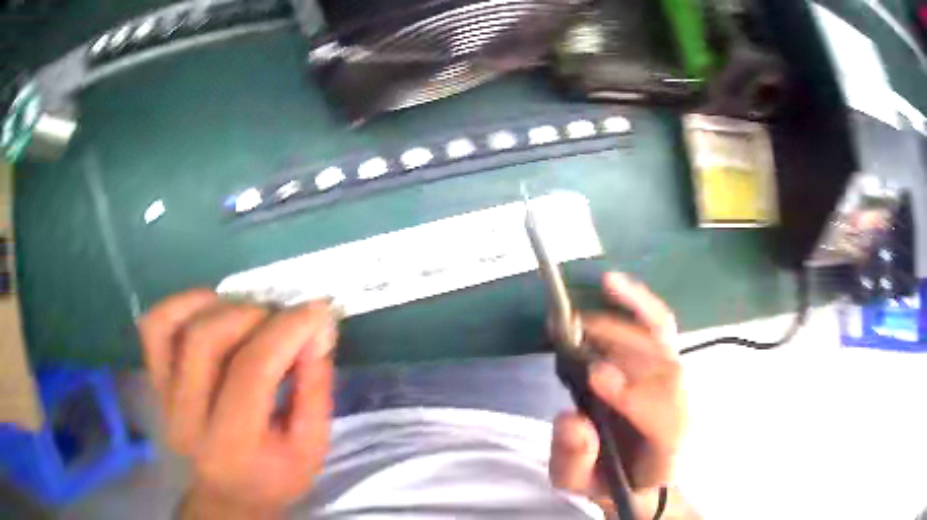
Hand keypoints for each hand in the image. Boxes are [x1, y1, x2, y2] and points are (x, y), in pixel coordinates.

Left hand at [139, 291, 337, 517]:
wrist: (224, 497)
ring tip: (247, 314)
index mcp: (233, 445)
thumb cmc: (272, 478)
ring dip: (216, 305)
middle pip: (206, 339)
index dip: (286, 330)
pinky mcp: (153, 381)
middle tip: (281, 319)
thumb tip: (317, 326)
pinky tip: (210, 311)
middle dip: (253, 315)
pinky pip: (153, 327)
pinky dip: (181, 305)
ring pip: (172, 325)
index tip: (316, 310)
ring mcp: (162, 396)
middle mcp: (186, 418)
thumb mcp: (311, 447)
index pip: (251, 370)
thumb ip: (315, 387)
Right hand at [549, 273, 686, 518]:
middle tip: (570, 332)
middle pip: (665, 367)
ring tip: (579, 312)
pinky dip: (640, 303)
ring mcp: (677, 383)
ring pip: (662, 342)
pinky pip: (659, 327)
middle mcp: (680, 408)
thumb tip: (571, 418)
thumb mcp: (580, 483)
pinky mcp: (666, 365)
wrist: (639, 477)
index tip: (594, 376)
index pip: (664, 418)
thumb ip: (576, 459)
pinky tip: (614, 284)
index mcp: (666, 448)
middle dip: (620, 345)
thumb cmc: (610, 481)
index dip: (634, 395)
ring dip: (625, 317)